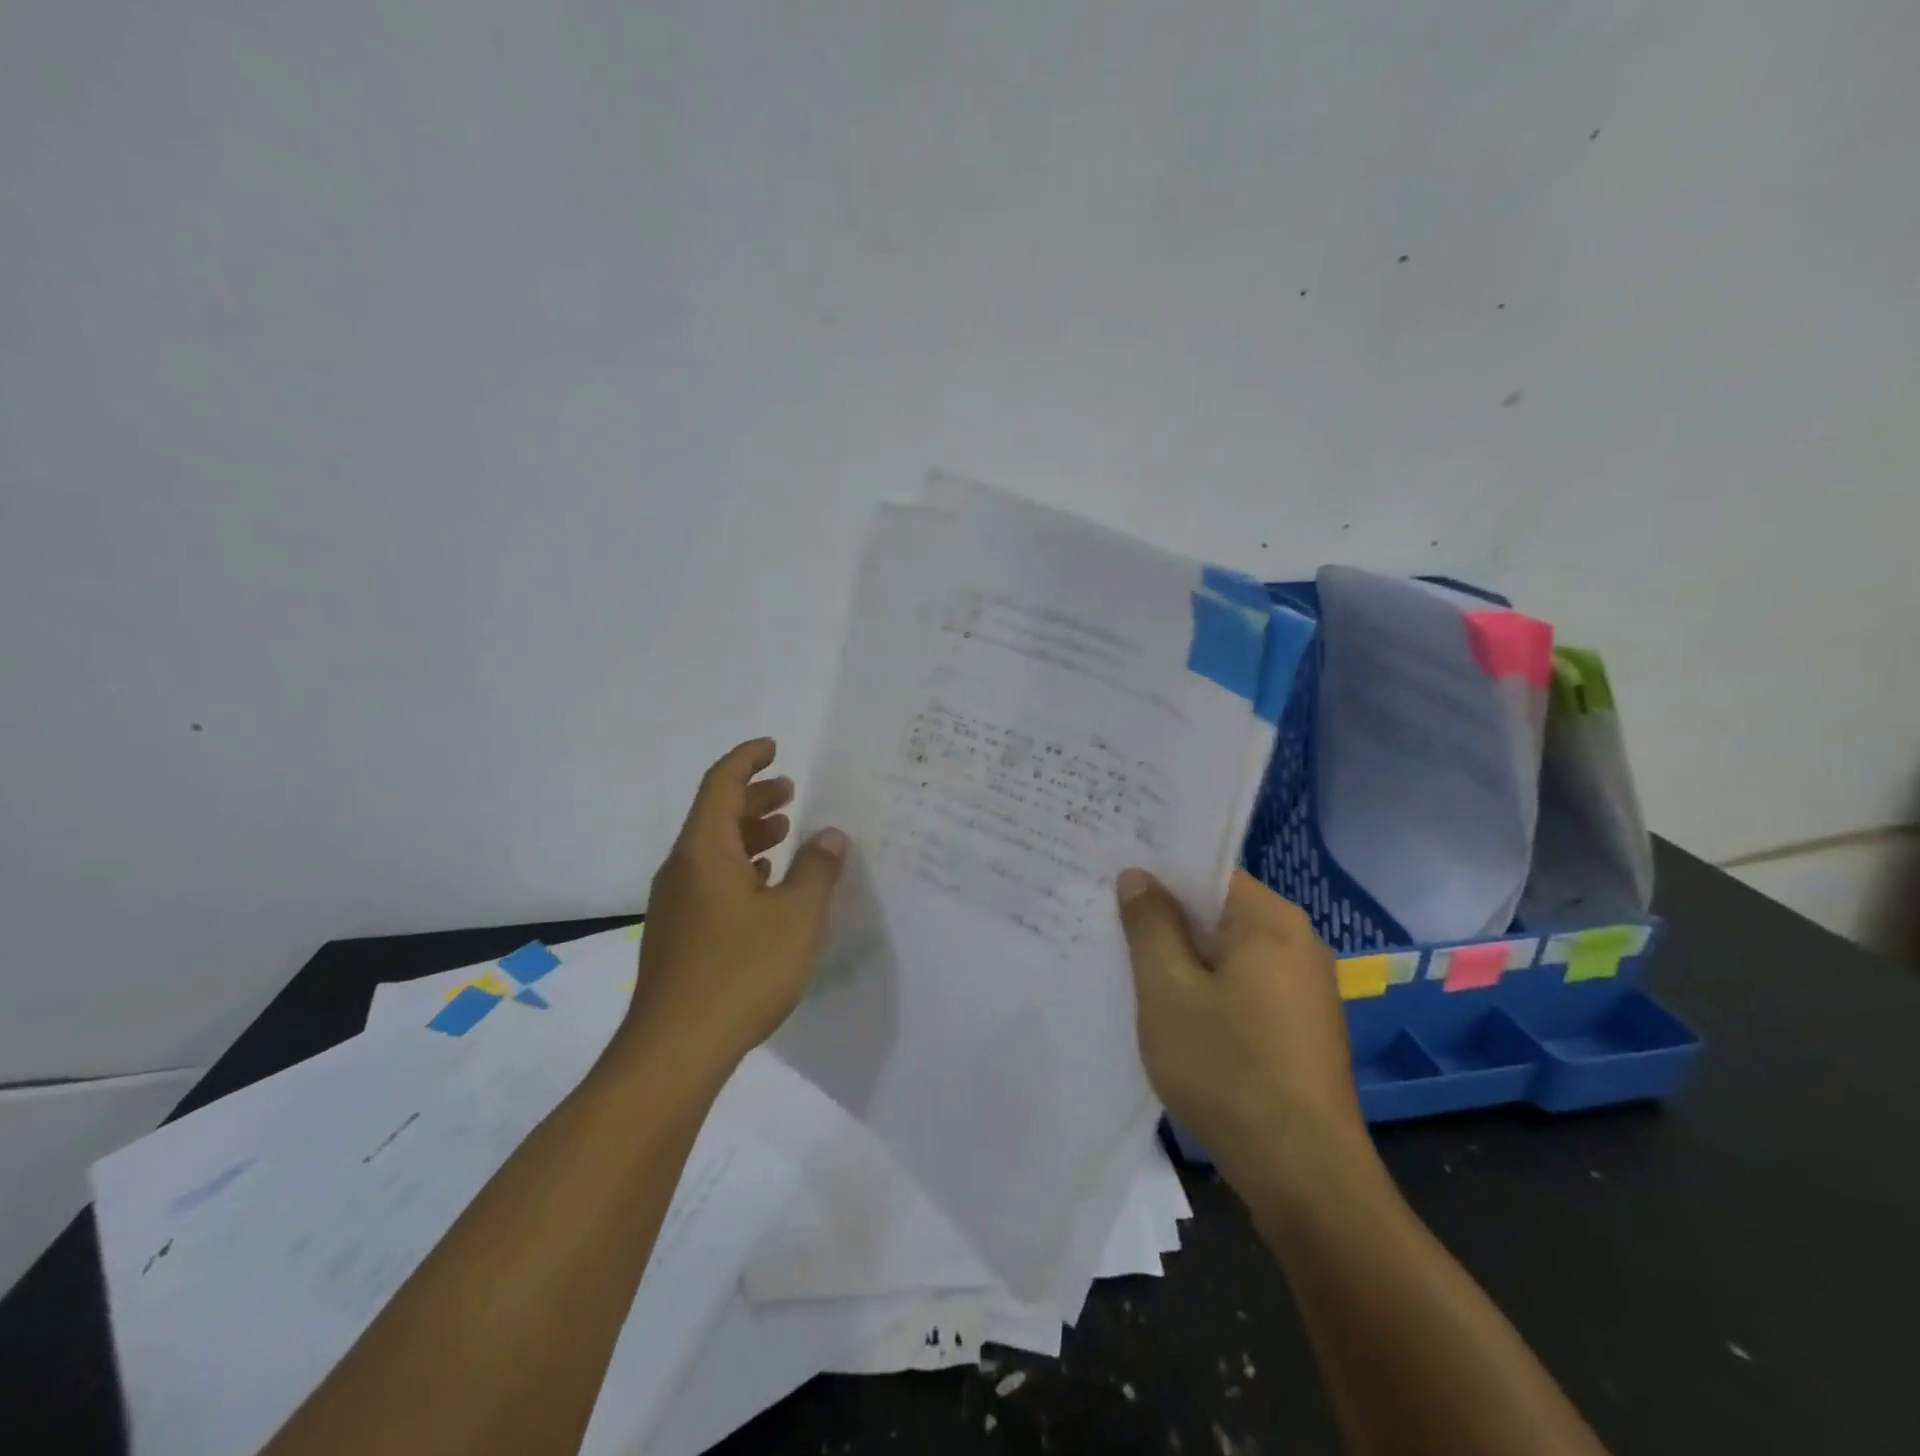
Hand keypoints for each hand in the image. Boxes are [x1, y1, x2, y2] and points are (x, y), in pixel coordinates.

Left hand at [620, 739, 847, 1075]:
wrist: (675, 1051)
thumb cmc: (741, 971)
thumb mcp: (797, 916)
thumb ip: (817, 870)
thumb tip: (829, 836)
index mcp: (704, 851)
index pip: (721, 784)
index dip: (747, 760)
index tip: (774, 747)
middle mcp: (682, 869)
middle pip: (715, 815)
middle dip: (753, 797)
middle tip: (790, 792)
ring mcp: (676, 905)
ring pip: (713, 850)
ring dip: (748, 833)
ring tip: (784, 833)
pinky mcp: (680, 936)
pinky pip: (710, 881)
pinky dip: (740, 868)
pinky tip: (765, 886)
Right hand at [1116, 867, 1372, 1204]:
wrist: (1305, 1175)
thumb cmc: (1228, 1068)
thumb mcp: (1168, 990)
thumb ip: (1150, 924)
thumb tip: (1138, 876)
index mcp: (1270, 919)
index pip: (1207, 870)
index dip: (1158, 873)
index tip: (1113, 882)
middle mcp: (1298, 940)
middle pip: (1218, 910)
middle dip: (1167, 918)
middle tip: (1111, 925)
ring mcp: (1307, 985)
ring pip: (1230, 950)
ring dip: (1185, 957)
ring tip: (1133, 968)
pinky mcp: (1305, 1024)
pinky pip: (1246, 983)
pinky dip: (1210, 987)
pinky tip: (1177, 1013)